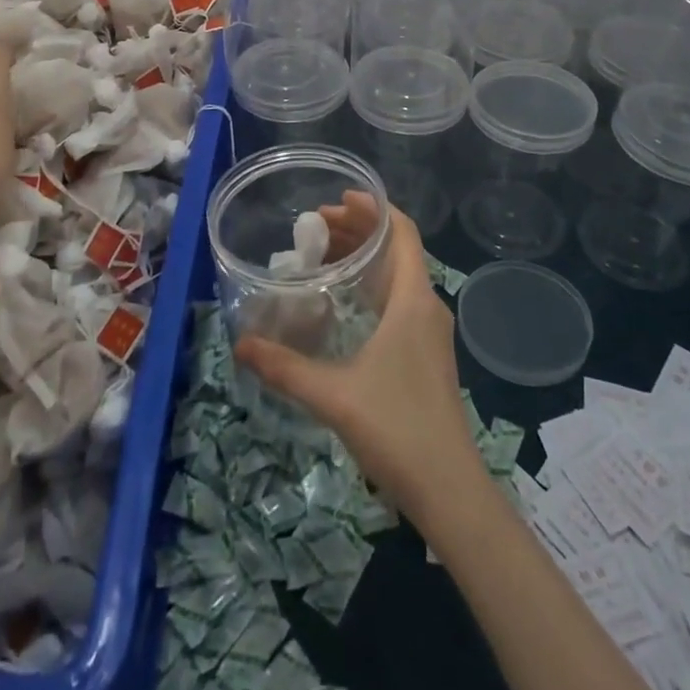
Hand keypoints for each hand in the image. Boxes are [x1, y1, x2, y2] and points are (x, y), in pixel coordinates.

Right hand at [235, 193, 481, 521]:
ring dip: (364, 258)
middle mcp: (426, 305)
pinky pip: (398, 299)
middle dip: (358, 230)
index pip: (402, 231)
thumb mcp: (333, 395)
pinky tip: (342, 301)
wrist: (449, 489)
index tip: (337, 199)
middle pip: (396, 248)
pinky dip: (370, 285)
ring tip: (321, 254)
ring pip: (397, 275)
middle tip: (314, 227)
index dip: (373, 208)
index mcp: (413, 299)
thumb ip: (285, 367)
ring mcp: (429, 331)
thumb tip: (240, 344)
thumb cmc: (397, 428)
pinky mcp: (425, 353)